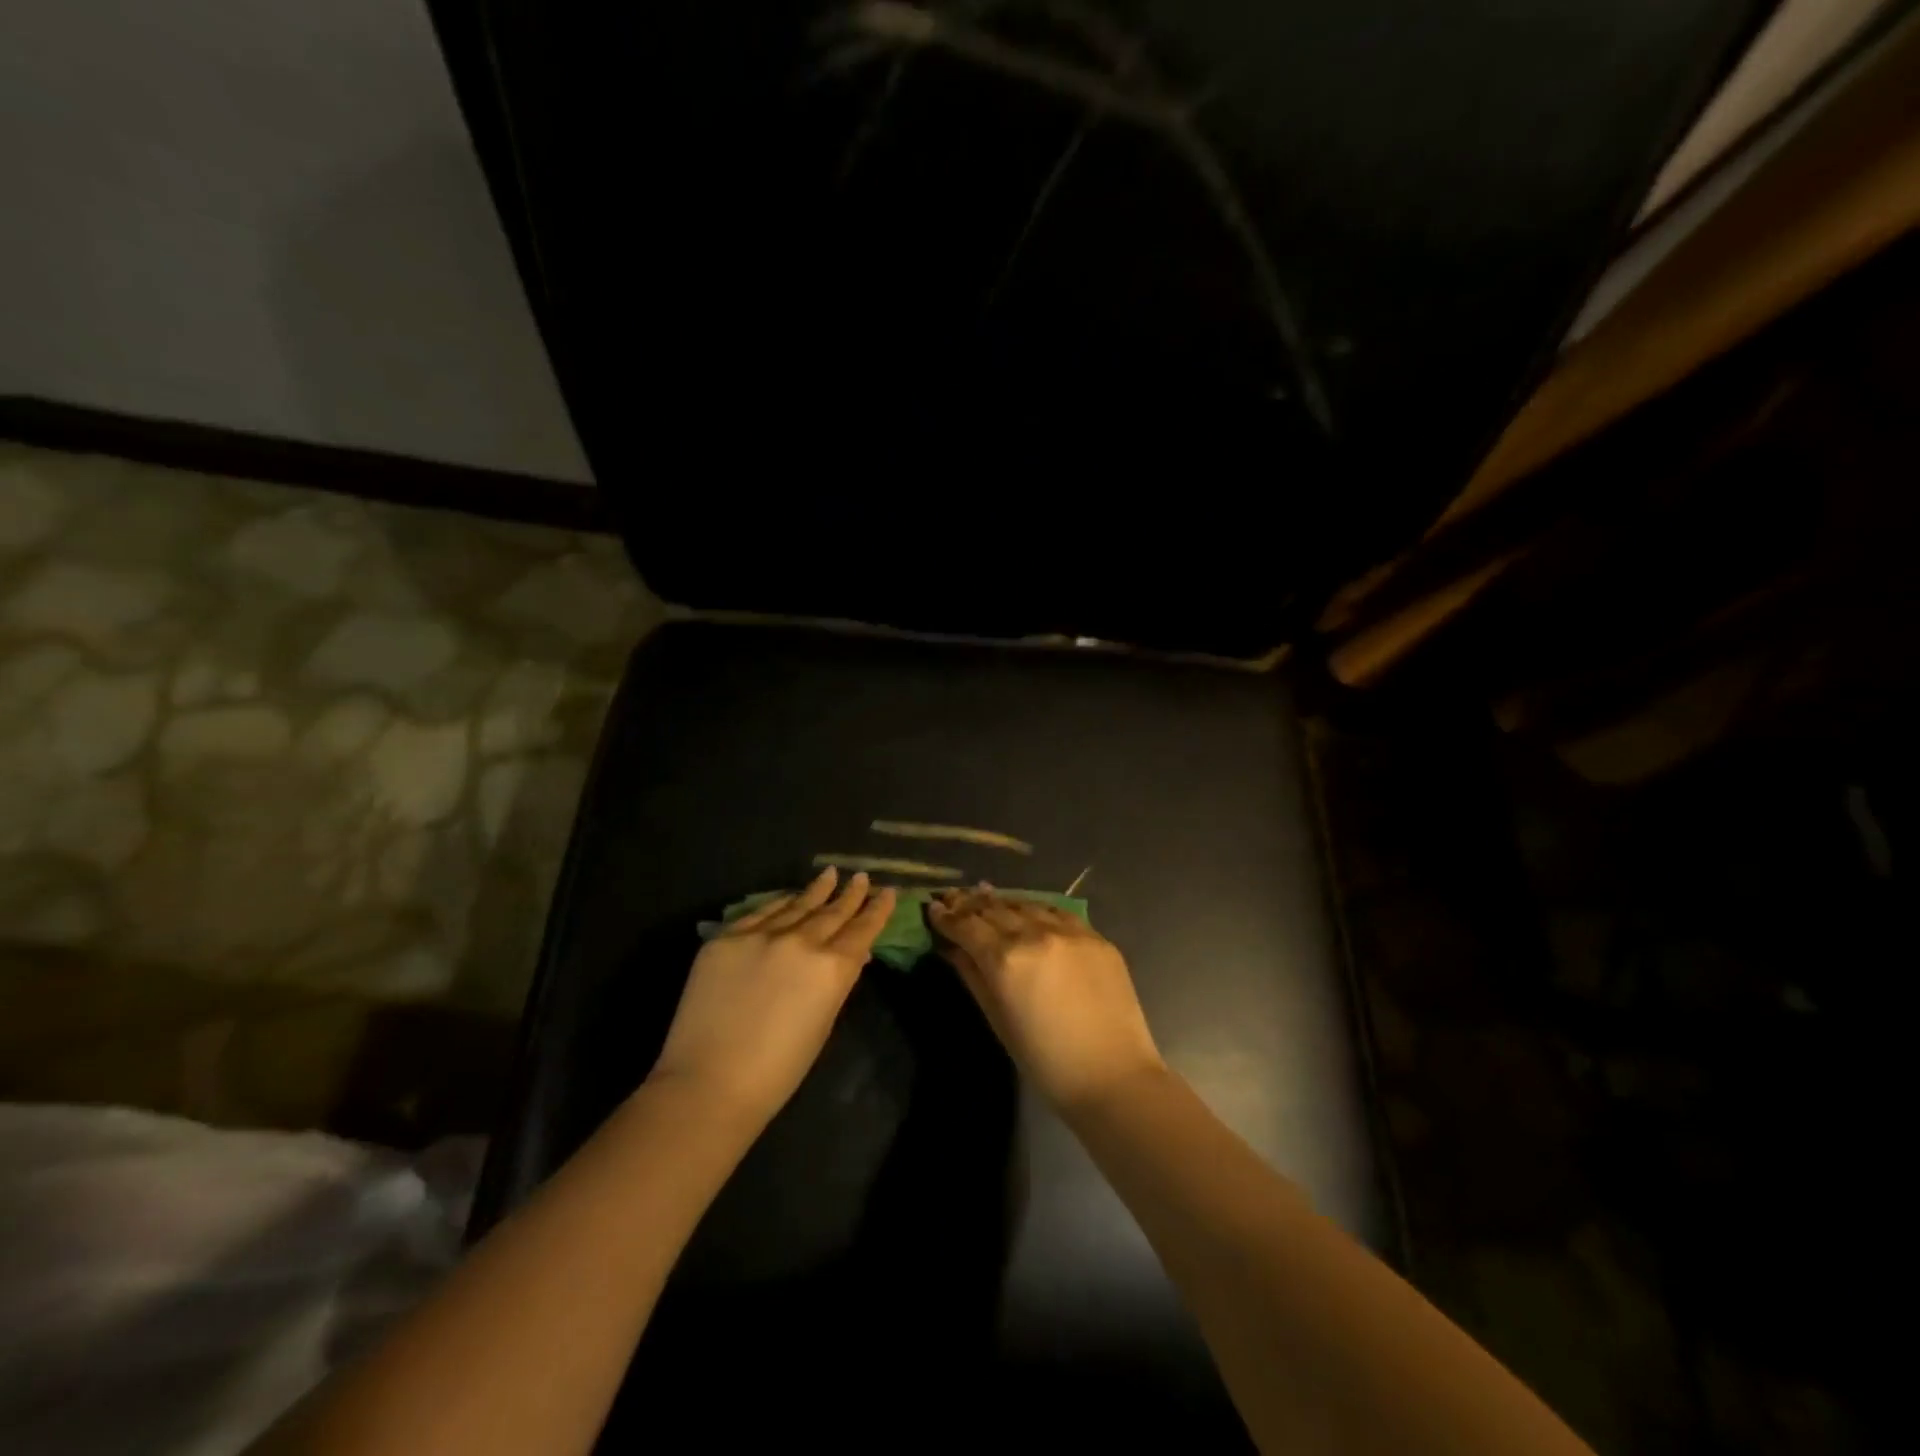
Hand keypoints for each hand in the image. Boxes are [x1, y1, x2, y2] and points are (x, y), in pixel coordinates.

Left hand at [650, 868, 895, 1124]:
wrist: (709, 1083)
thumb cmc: (778, 1070)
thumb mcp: (823, 1024)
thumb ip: (837, 983)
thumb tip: (851, 957)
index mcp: (832, 967)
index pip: (862, 930)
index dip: (877, 910)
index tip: (887, 892)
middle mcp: (801, 942)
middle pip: (832, 912)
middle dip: (850, 895)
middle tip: (861, 877)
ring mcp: (761, 935)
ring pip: (796, 905)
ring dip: (816, 890)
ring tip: (829, 874)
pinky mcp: (726, 938)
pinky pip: (760, 913)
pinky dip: (779, 903)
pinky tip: (788, 896)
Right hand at [928, 887, 1164, 1111]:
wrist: (1113, 1076)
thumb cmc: (1045, 1062)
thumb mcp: (998, 1020)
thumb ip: (972, 977)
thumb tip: (951, 949)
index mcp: (1006, 959)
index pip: (967, 926)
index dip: (946, 916)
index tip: (933, 908)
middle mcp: (1035, 933)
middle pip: (994, 909)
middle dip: (969, 903)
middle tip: (953, 897)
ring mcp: (1069, 931)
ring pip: (1026, 904)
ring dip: (1002, 902)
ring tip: (985, 897)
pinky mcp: (1096, 936)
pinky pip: (1058, 912)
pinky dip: (1036, 909)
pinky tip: (1029, 910)